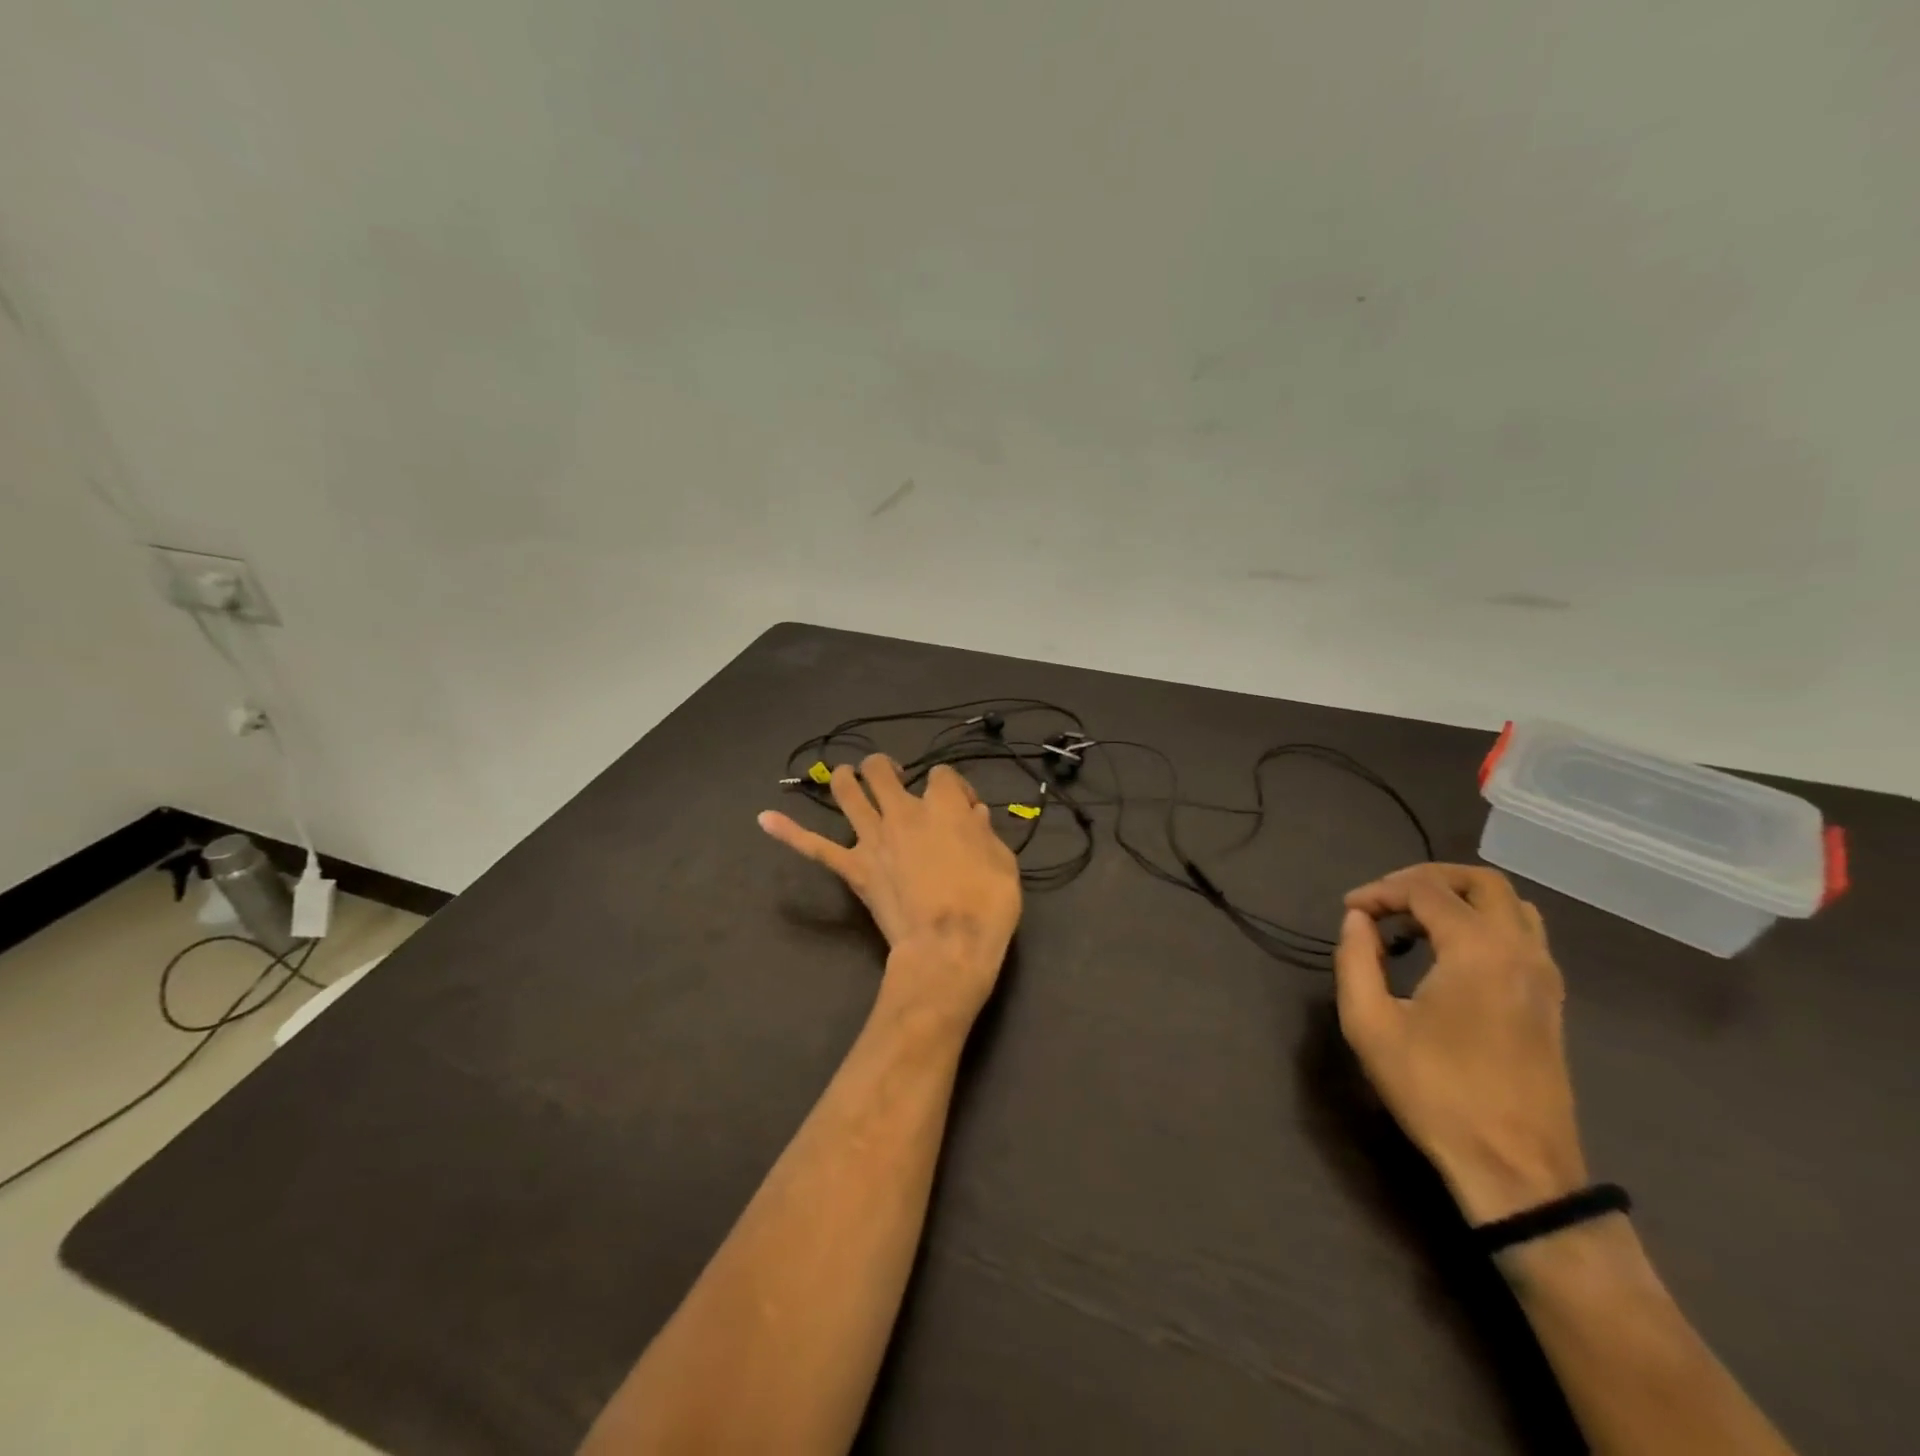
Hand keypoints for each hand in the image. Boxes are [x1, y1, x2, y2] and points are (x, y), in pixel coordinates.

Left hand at [760, 755, 1022, 1030]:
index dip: (954, 785)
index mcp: (943, 807)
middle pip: (883, 771)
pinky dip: (790, 832)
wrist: (947, 948)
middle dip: (886, 768)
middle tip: (895, 778)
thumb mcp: (1002, 863)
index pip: (943, 776)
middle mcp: (902, 812)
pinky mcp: (853, 868)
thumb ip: (985, 833)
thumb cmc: (985, 905)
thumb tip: (974, 814)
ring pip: (848, 794)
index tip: (964, 805)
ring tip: (848, 776)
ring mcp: (873, 839)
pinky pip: (815, 847)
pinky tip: (764, 819)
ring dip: (845, 780)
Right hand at [1334, 863, 1587, 1225]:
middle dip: (1426, 879)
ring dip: (1460, 898)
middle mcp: (1521, 950)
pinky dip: (1483, 923)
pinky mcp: (1551, 1000)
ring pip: (1511, 904)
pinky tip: (1448, 952)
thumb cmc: (1435, 1092)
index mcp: (1478, 950)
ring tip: (1415, 921)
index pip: (1425, 890)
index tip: (1348, 911)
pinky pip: (1523, 934)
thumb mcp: (1369, 1024)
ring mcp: (1545, 975)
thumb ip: (1355, 959)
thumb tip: (1357, 921)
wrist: (1516, 1168)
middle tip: (1385, 900)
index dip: (1380, 890)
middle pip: (1481, 881)